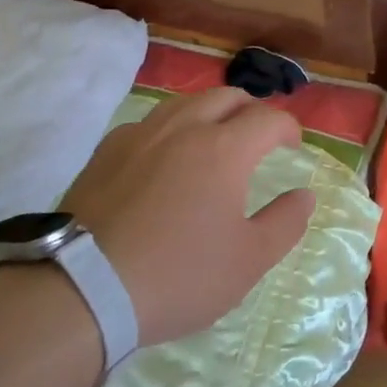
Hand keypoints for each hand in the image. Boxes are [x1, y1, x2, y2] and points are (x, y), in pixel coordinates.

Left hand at [59, 87, 311, 346]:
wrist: (82, 290)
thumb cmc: (177, 276)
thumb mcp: (247, 262)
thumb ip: (285, 223)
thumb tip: (305, 195)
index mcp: (225, 149)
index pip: (268, 118)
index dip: (287, 127)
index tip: (293, 146)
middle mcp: (185, 127)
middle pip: (227, 96)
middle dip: (251, 110)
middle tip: (258, 136)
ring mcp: (141, 134)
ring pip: (185, 103)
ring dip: (210, 112)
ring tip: (213, 139)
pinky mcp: (106, 151)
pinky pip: (149, 123)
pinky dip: (170, 130)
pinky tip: (163, 157)